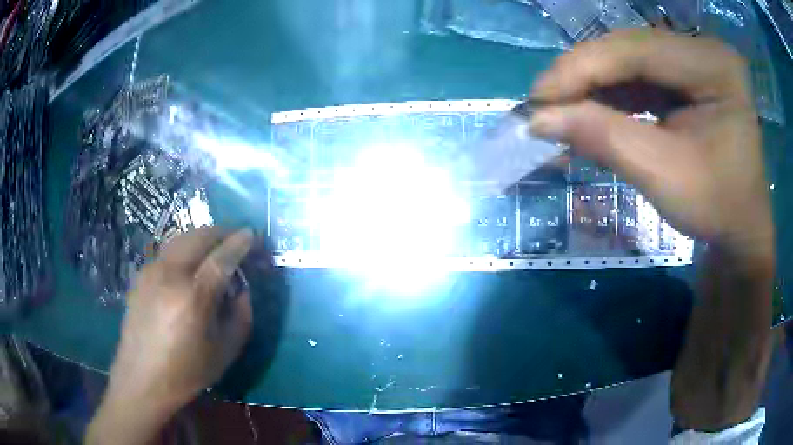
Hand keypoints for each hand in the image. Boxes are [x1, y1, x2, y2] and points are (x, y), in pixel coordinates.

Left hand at [87, 228, 252, 444]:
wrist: (141, 377)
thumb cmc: (186, 372)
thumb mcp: (225, 352)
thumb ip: (241, 316)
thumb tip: (242, 289)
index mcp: (193, 297)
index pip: (222, 257)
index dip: (241, 242)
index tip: (254, 235)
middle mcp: (170, 274)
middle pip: (199, 236)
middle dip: (222, 232)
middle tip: (237, 239)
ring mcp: (152, 271)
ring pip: (182, 238)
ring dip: (203, 237)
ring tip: (215, 249)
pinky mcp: (141, 275)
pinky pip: (168, 251)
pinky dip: (185, 249)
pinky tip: (189, 266)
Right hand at [526, 29, 774, 431]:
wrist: (740, 229)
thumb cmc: (716, 210)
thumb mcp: (664, 178)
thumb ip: (605, 139)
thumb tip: (538, 118)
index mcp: (715, 67)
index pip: (637, 50)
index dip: (581, 68)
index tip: (537, 99)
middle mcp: (704, 51)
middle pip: (630, 49)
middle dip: (584, 77)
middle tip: (544, 106)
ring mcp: (695, 60)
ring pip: (629, 61)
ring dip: (593, 86)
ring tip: (562, 113)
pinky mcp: (686, 76)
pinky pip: (639, 76)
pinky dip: (611, 96)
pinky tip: (591, 114)